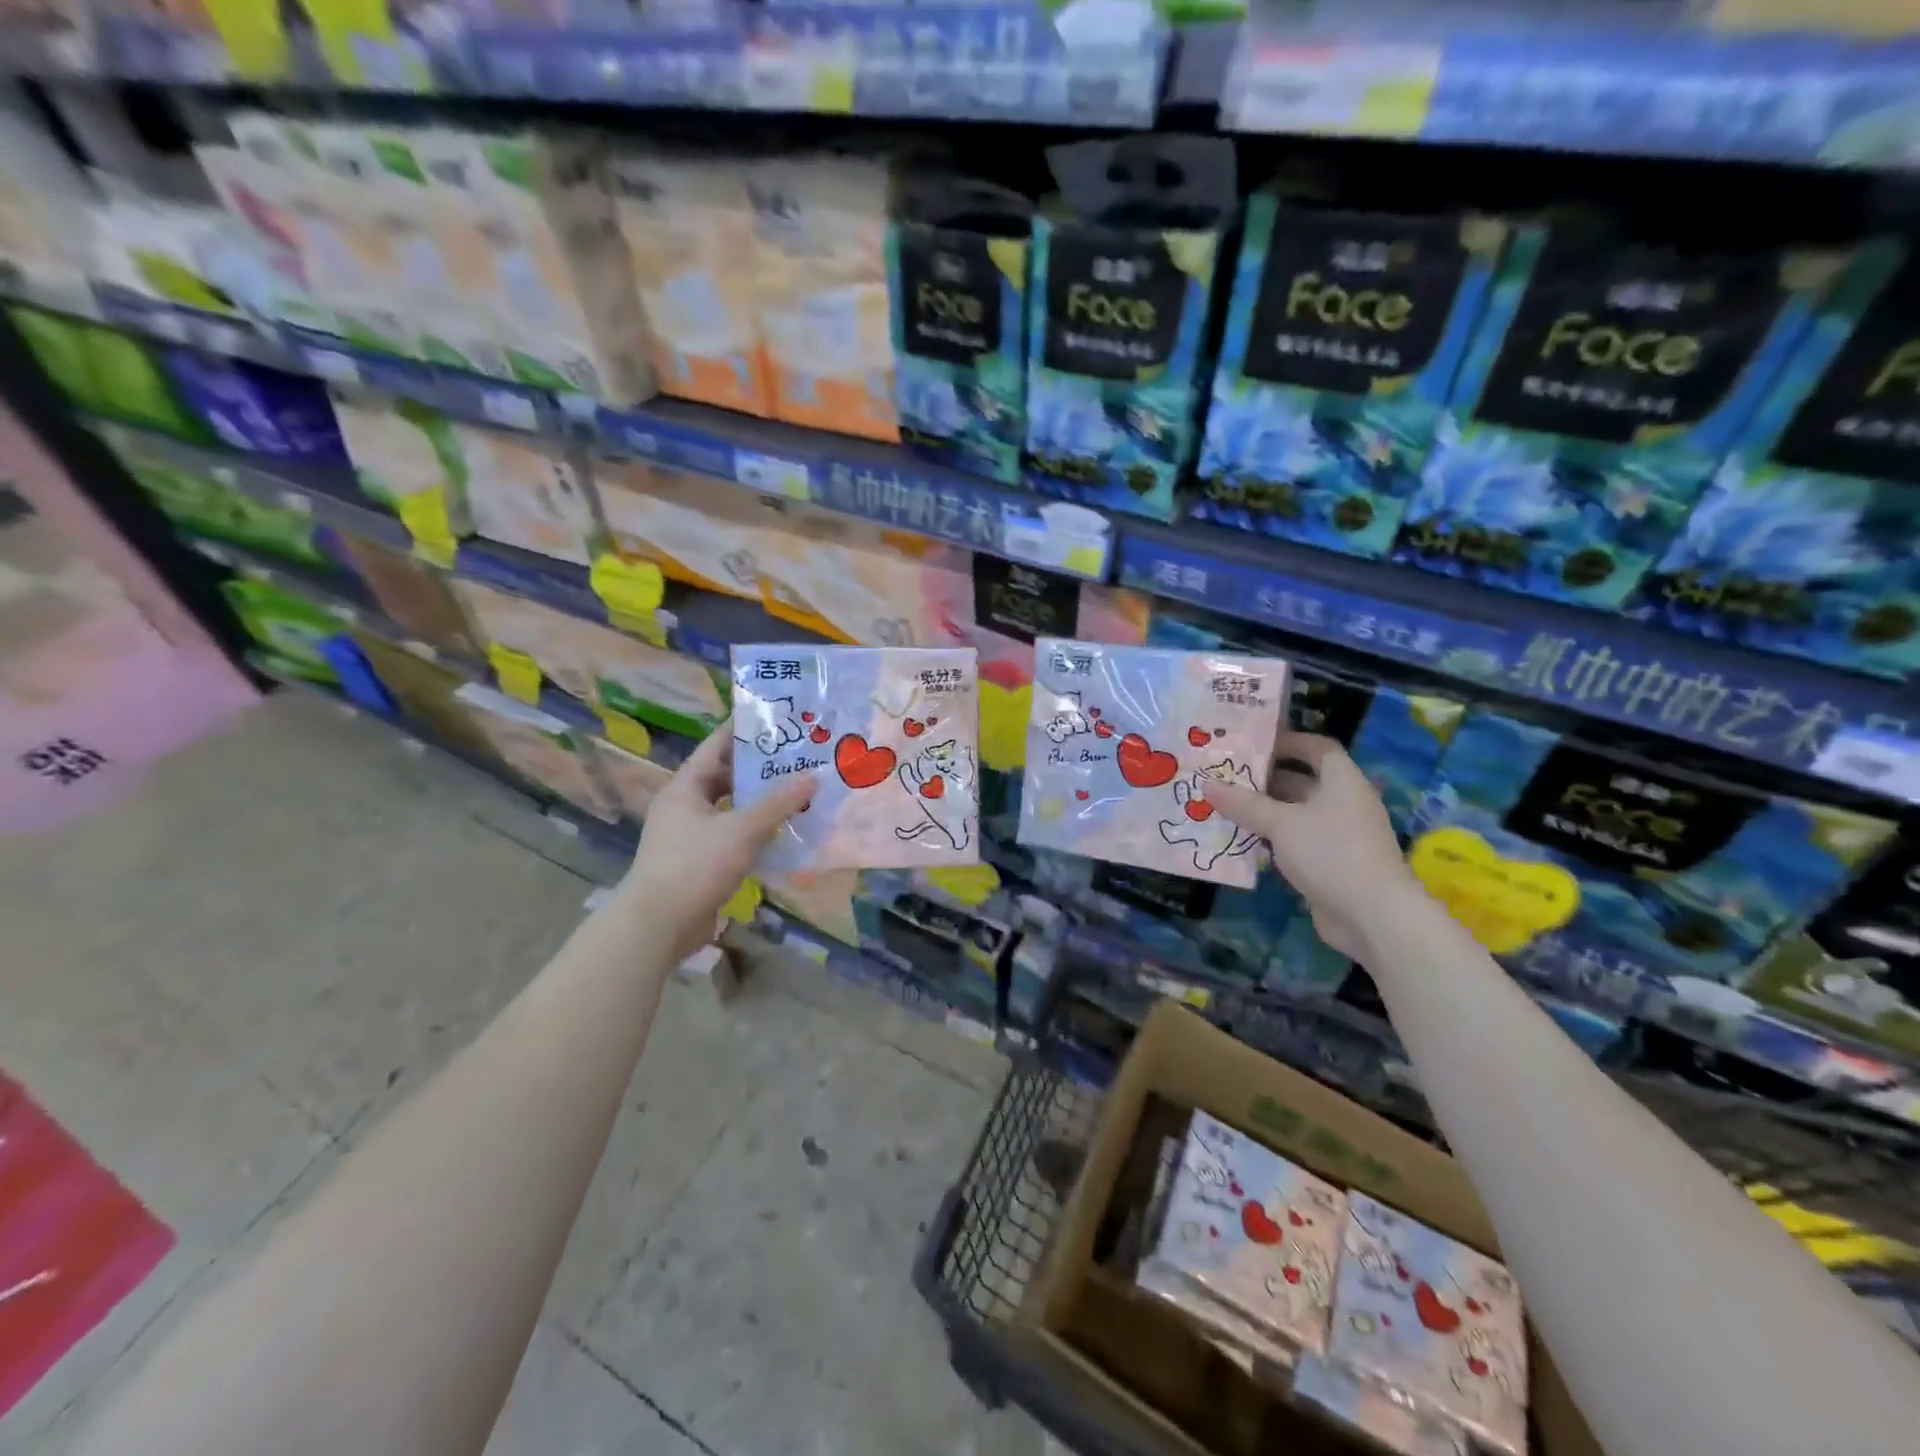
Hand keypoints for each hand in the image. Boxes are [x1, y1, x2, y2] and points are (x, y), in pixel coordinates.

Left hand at [620, 721, 815, 963]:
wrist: (658, 924)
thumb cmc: (695, 864)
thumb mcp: (742, 829)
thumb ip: (777, 803)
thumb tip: (812, 777)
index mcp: (684, 788)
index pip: (715, 747)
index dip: (741, 730)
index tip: (772, 718)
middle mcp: (684, 807)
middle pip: (724, 778)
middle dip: (757, 769)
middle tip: (794, 758)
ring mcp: (689, 837)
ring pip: (729, 810)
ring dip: (758, 803)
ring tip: (795, 793)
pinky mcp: (698, 864)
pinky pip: (731, 837)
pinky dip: (754, 833)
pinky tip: (782, 833)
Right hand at [1200, 732, 1414, 963]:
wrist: (1373, 915)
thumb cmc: (1330, 853)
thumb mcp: (1280, 824)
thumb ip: (1244, 804)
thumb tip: (1207, 784)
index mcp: (1342, 781)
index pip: (1317, 748)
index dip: (1288, 741)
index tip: (1253, 743)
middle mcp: (1344, 802)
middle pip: (1303, 780)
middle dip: (1266, 778)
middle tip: (1226, 775)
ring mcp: (1339, 834)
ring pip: (1296, 813)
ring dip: (1265, 810)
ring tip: (1225, 805)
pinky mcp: (1331, 862)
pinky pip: (1297, 840)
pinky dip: (1272, 837)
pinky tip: (1242, 839)